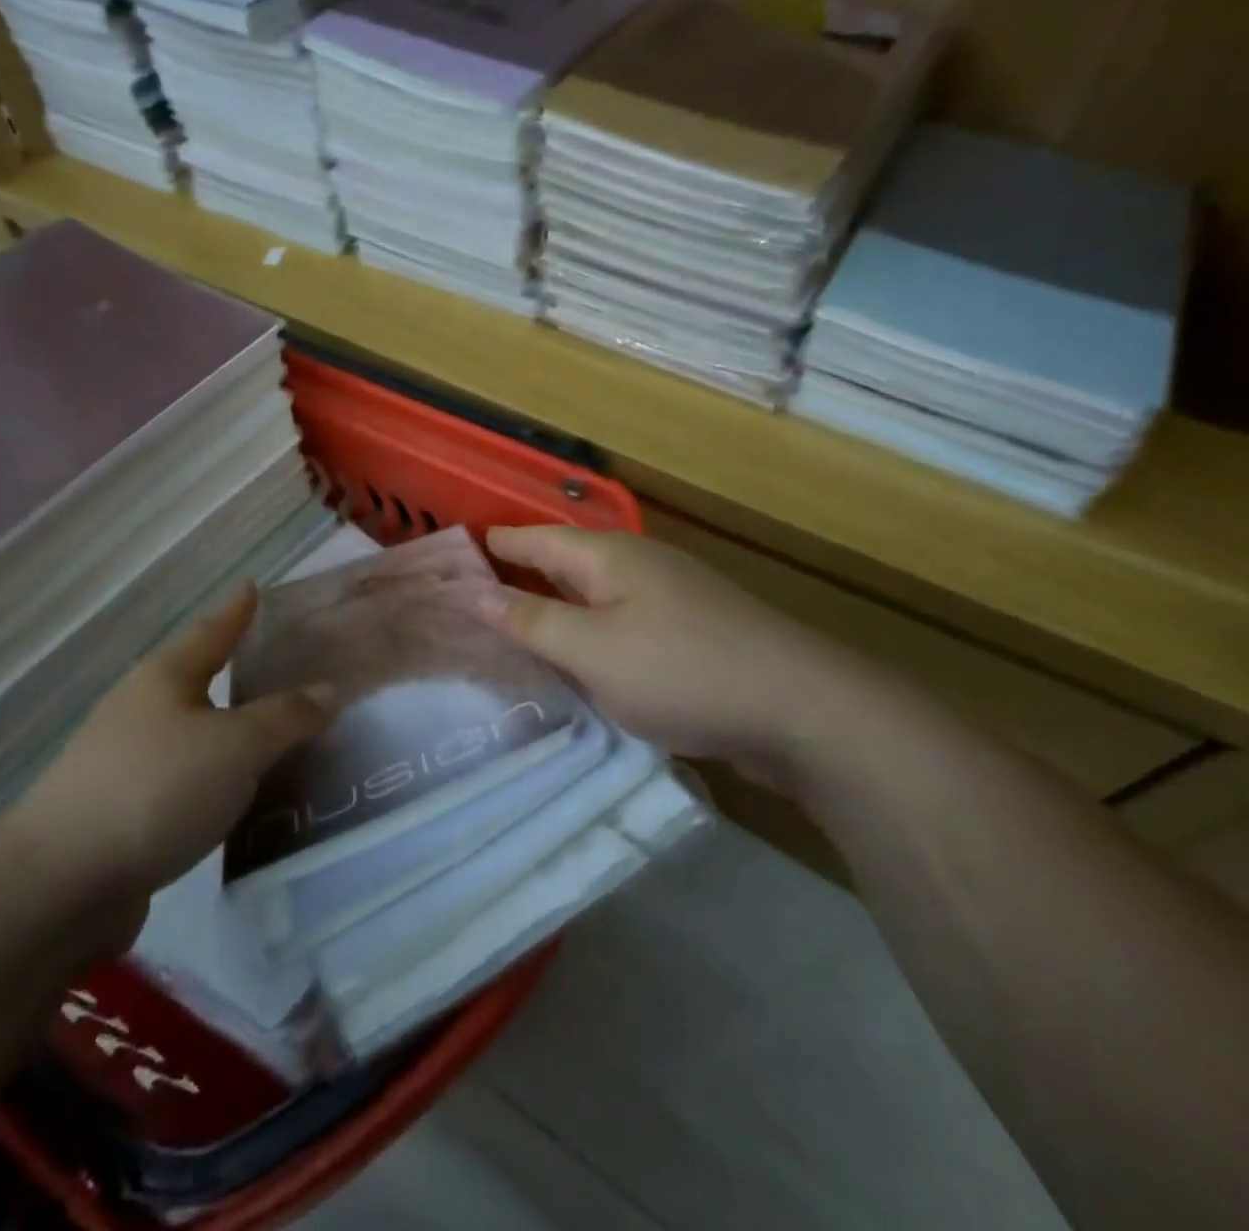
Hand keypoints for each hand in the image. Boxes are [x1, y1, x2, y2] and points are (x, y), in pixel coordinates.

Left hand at [1, 586, 333, 941]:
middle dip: (231, 665)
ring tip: (267, 729)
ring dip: (225, 725)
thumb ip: (286, 717)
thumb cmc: (157, 790)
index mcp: (165, 679)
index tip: (253, 586)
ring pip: (188, 728)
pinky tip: (233, 791)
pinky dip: (213, 772)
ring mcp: (122, 759)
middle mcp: (139, 709)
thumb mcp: (237, 747)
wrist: (59, 885)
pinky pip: (182, 774)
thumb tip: (329, 690)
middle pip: (194, 676)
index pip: (211, 631)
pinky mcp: (119, 807)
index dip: (236, 610)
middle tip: (276, 660)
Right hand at [481, 526, 882, 777]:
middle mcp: (637, 565)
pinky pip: (618, 623)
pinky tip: (576, 660)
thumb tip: (469, 591)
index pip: (532, 540)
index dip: (491, 547)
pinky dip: (586, 634)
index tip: (448, 558)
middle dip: (516, 577)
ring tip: (510, 629)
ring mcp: (668, 597)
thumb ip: (530, 621)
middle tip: (466, 599)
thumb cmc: (681, 670)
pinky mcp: (688, 632)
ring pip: (591, 595)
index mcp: (608, 556)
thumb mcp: (591, 649)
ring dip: (552, 608)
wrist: (800, 709)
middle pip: (562, 563)